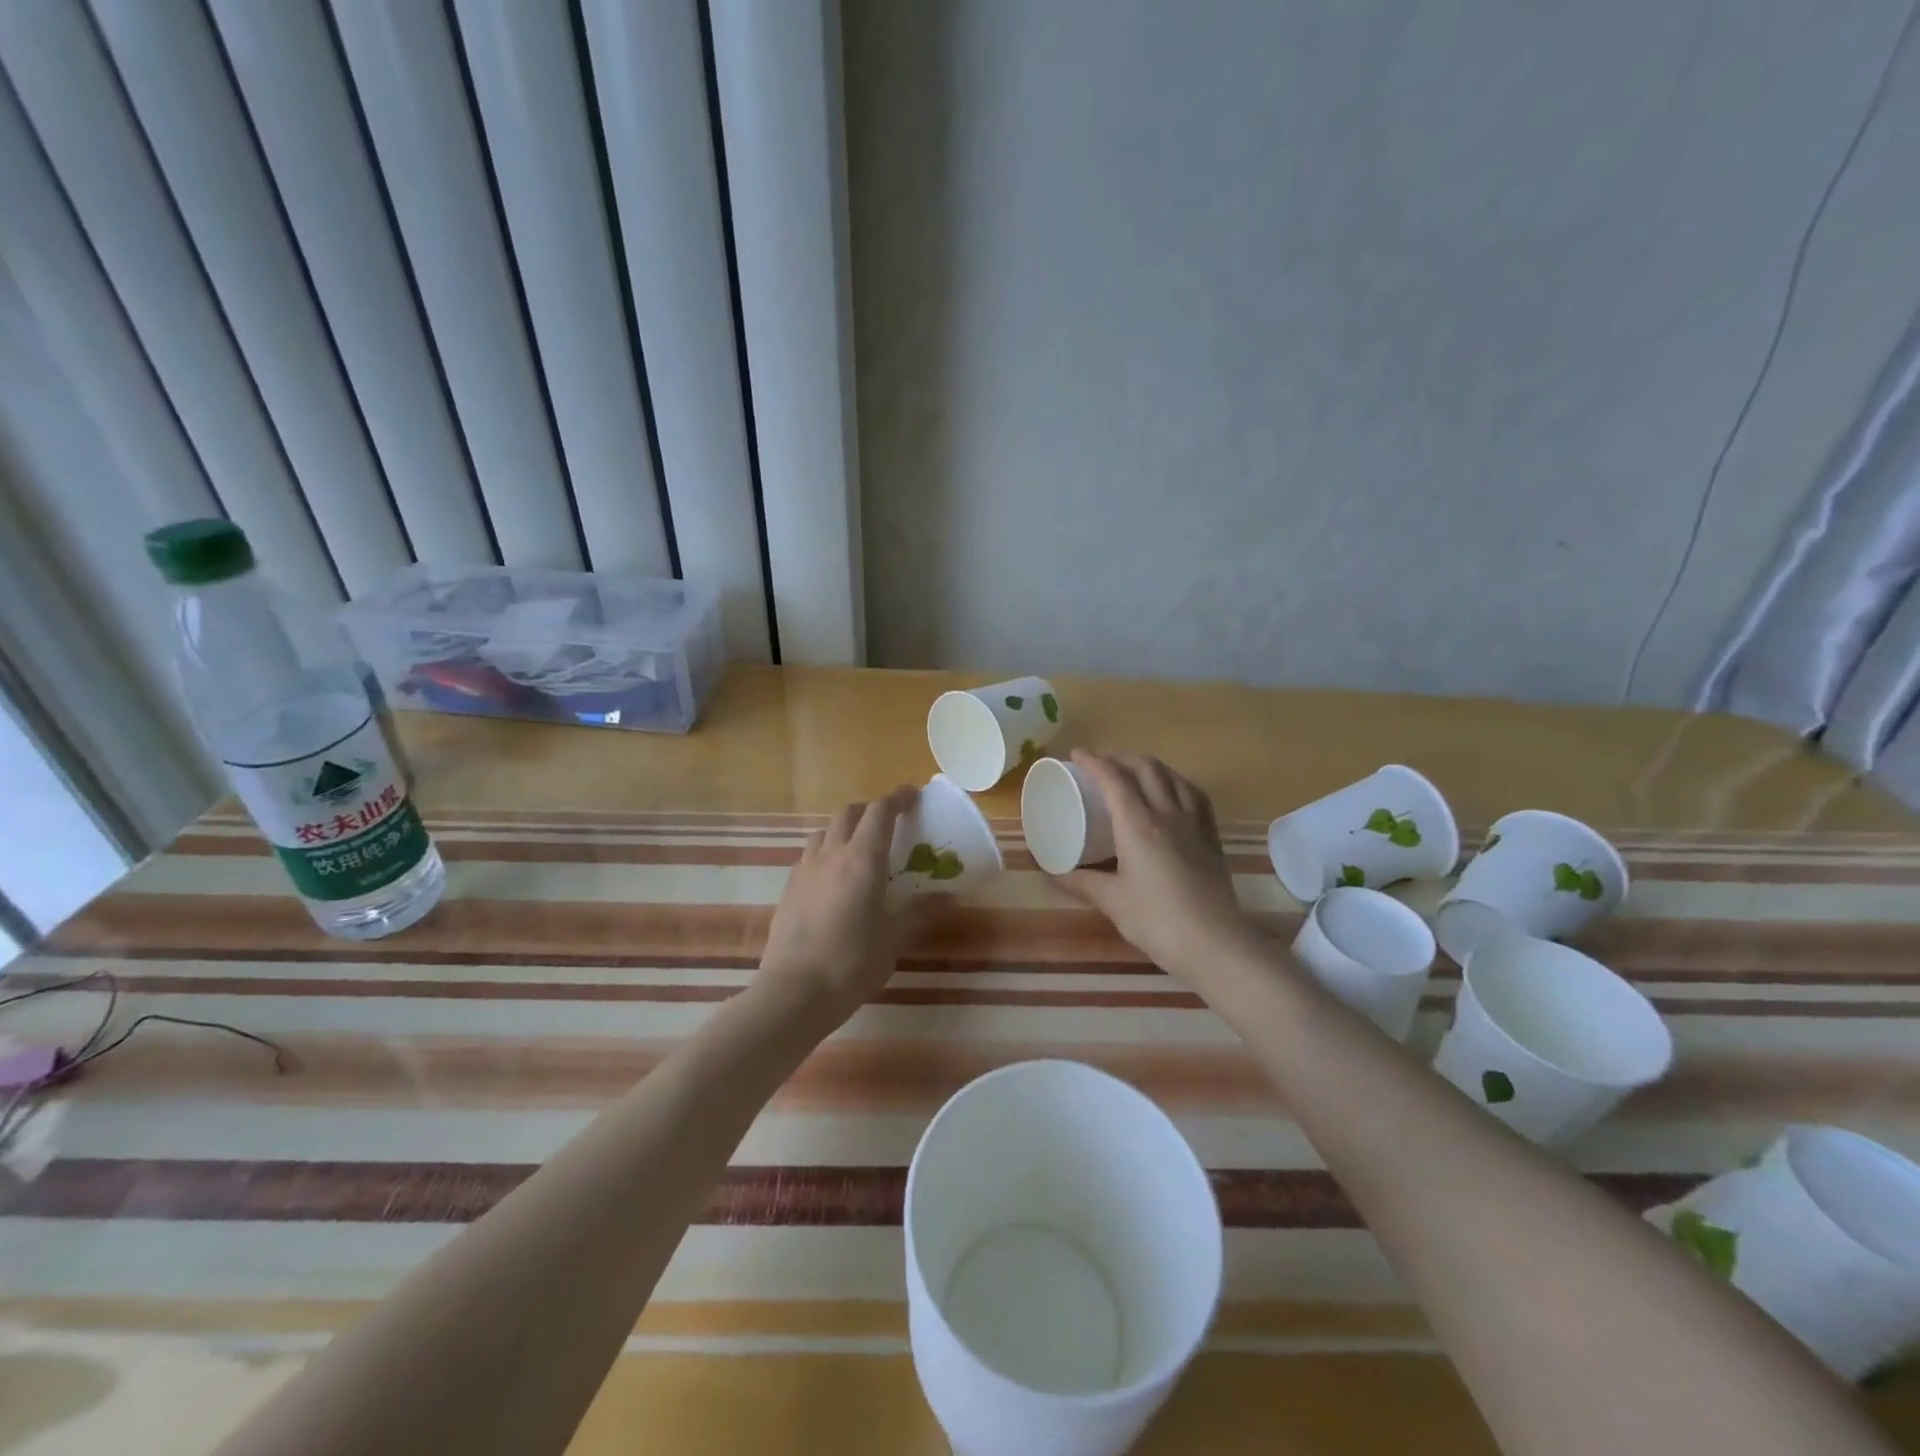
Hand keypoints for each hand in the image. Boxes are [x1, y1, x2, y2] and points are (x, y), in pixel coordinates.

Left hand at [756, 786, 921, 1025]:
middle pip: (849, 813)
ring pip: (826, 831)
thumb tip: (949, 897)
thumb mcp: (894, 938)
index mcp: (862, 860)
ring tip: (861, 849)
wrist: (794, 993)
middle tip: (890, 824)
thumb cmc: (852, 963)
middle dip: (871, 810)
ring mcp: (805, 870)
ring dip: (846, 828)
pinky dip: (827, 852)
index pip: (880, 811)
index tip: (914, 795)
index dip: (898, 798)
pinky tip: (835, 878)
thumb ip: (920, 911)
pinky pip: (810, 855)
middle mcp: (831, 854)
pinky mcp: (789, 888)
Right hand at [1055, 751, 1261, 978]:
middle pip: (1146, 769)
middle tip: (1102, 761)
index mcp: (1138, 825)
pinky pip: (1196, 797)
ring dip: (1151, 765)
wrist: (1215, 943)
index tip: (1077, 755)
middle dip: (1121, 757)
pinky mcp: (1212, 839)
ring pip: (1174, 778)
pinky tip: (1176, 792)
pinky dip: (1179, 784)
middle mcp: (1167, 815)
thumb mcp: (1113, 901)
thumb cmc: (1157, 920)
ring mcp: (1194, 824)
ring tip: (1136, 769)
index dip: (1094, 762)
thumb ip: (1082, 883)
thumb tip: (1051, 874)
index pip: (1114, 780)